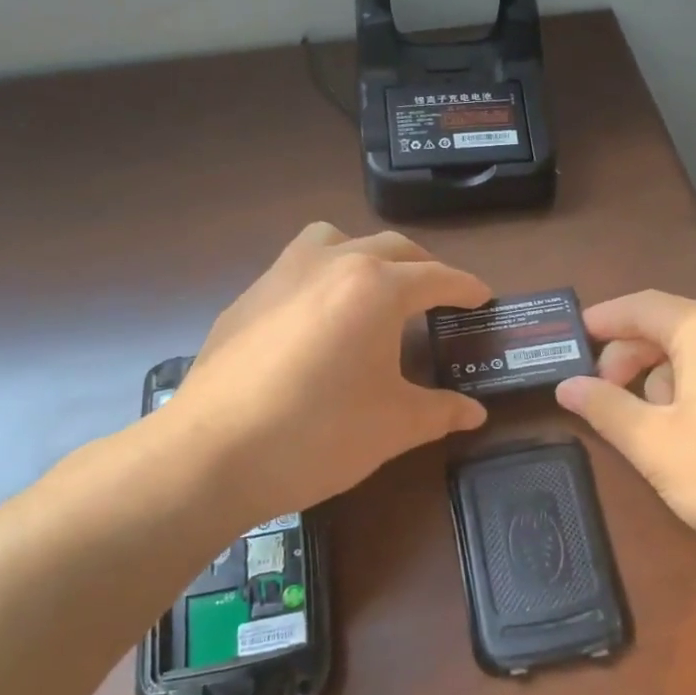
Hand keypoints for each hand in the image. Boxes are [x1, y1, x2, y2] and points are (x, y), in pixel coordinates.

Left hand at [153, 223, 490, 526]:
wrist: (213, 454)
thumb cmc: (319, 434)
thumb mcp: (394, 425)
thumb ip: (441, 411)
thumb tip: (474, 412)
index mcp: (376, 288)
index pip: (436, 277)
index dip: (465, 287)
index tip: (482, 297)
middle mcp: (331, 264)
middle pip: (392, 248)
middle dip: (423, 267)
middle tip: (439, 296)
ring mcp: (281, 275)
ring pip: (335, 240)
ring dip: (365, 255)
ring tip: (374, 289)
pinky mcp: (247, 298)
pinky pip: (296, 266)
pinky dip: (322, 277)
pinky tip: (318, 322)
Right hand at [554, 292, 695, 616]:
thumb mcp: (654, 444)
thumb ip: (604, 406)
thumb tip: (565, 385)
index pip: (642, 307)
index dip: (602, 320)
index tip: (571, 338)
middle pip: (673, 326)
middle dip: (632, 357)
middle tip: (603, 396)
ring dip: (666, 377)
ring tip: (651, 425)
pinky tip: (694, 429)